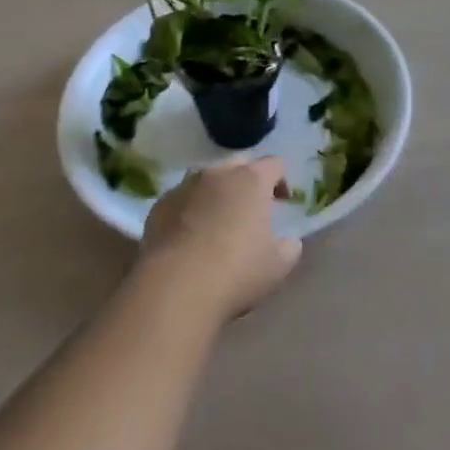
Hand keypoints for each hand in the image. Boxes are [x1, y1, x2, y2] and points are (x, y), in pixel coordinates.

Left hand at [138, 156, 301, 321]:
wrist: (176, 286)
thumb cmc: (237, 271)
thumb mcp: (278, 266)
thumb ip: (289, 247)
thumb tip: (289, 241)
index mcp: (251, 181)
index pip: (274, 164)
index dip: (281, 180)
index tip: (282, 201)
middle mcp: (217, 174)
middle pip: (238, 165)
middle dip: (248, 180)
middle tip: (252, 208)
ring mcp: (185, 187)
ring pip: (206, 179)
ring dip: (216, 193)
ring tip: (218, 221)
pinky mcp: (160, 205)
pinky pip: (181, 199)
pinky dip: (190, 210)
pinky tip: (190, 236)